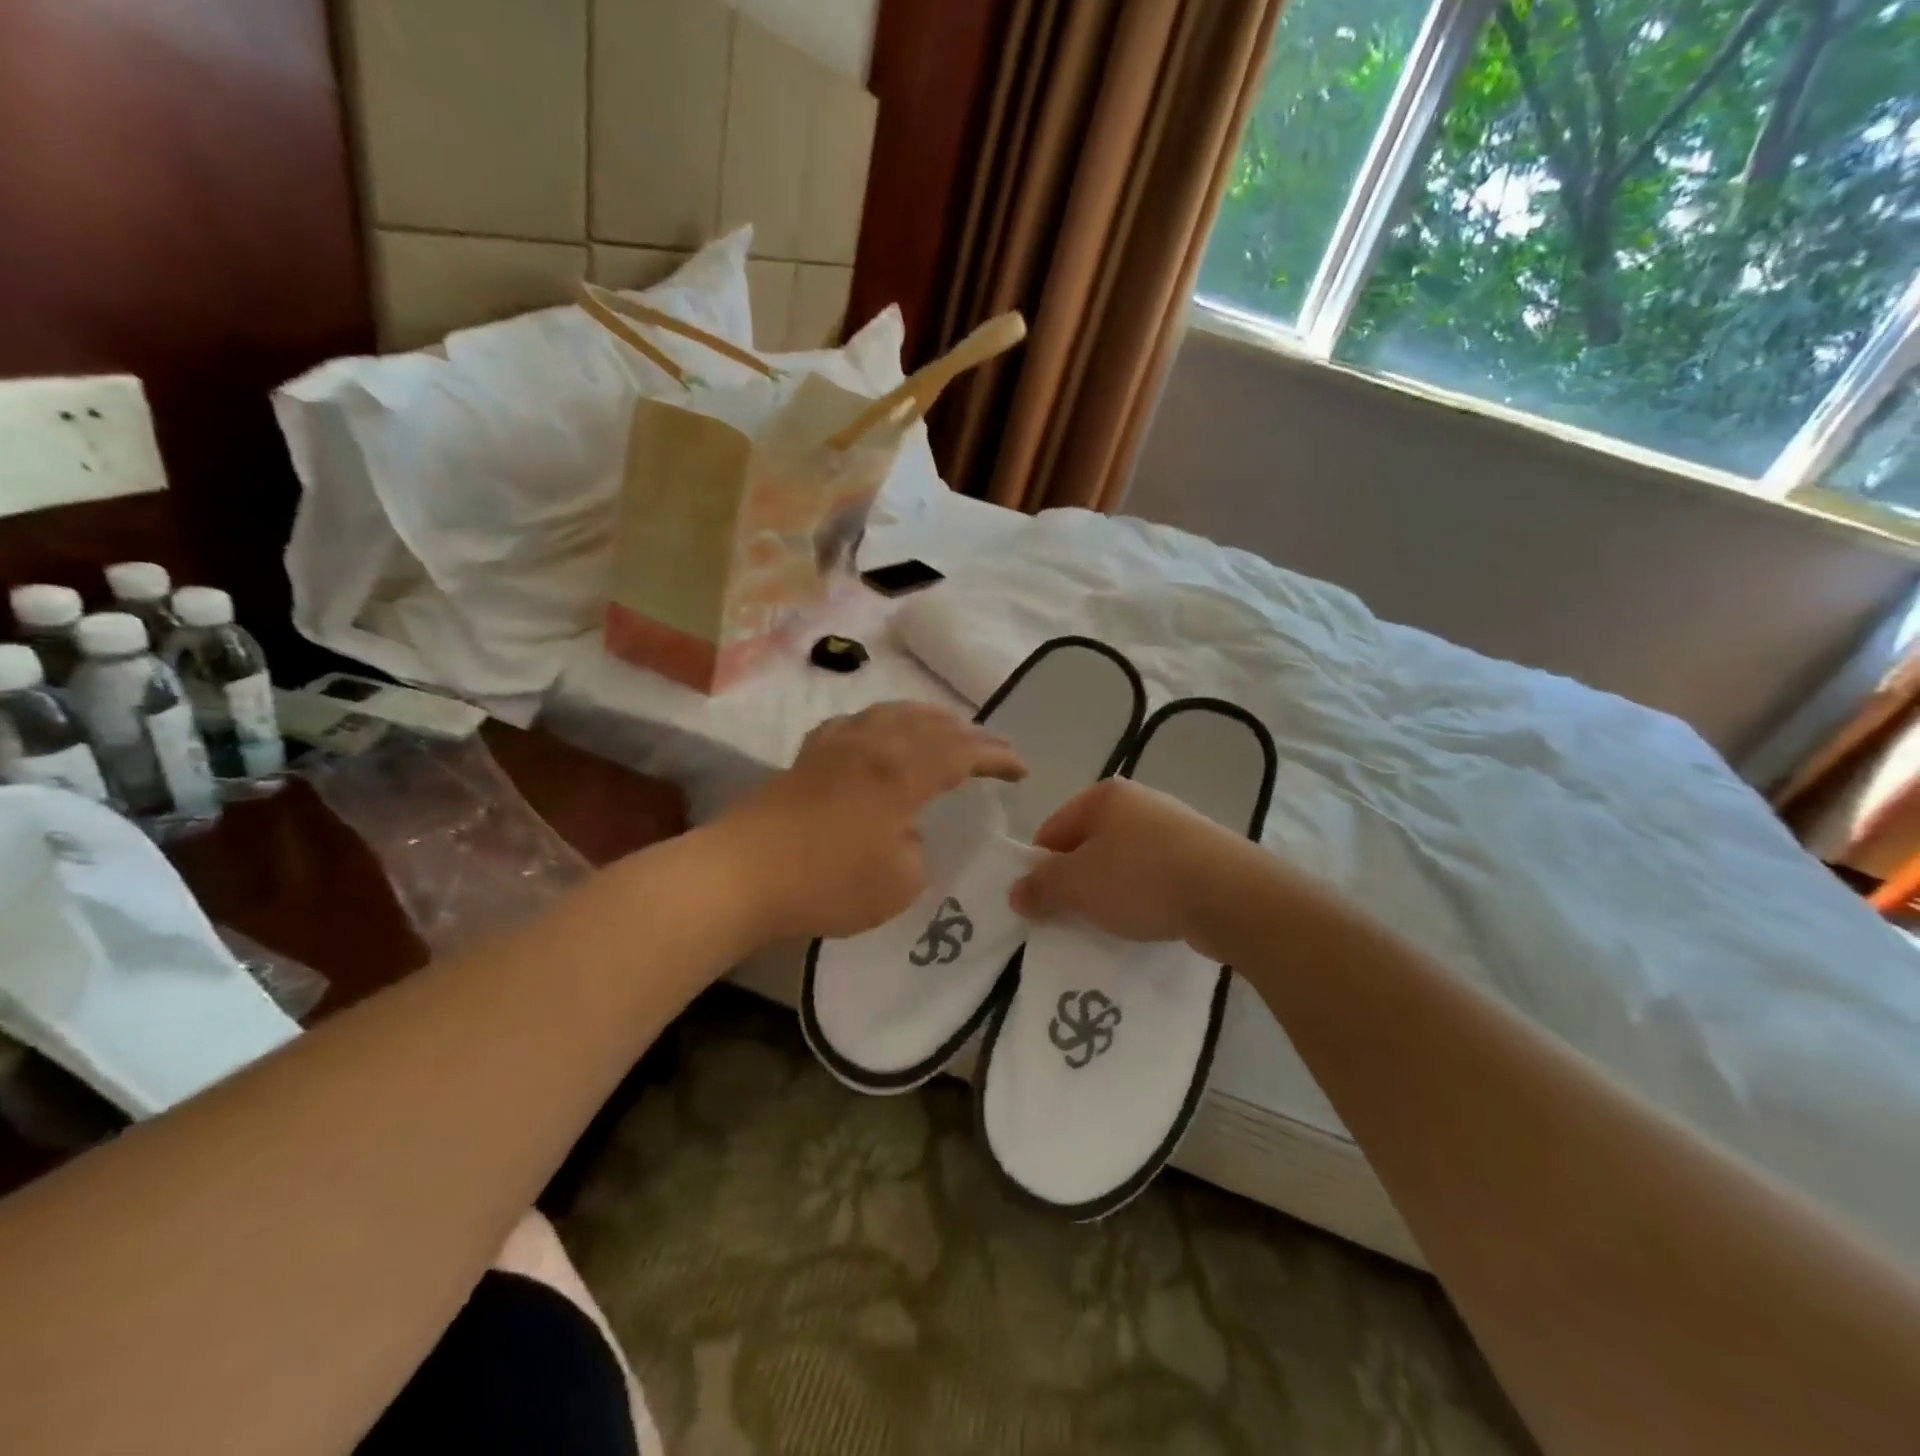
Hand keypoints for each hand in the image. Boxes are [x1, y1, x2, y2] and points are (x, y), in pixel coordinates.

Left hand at [714, 703, 1026, 940]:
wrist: (742, 874)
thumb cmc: (827, 882)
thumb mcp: (899, 883)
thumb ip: (919, 851)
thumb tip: (909, 833)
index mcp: (902, 772)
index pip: (963, 752)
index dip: (998, 757)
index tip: (1022, 769)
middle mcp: (874, 744)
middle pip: (932, 724)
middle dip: (970, 734)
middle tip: (994, 748)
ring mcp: (837, 744)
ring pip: (893, 713)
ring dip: (928, 719)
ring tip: (946, 728)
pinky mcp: (808, 754)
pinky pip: (856, 723)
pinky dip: (881, 723)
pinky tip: (878, 733)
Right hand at [1009, 779, 1245, 944]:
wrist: (1232, 896)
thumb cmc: (1142, 879)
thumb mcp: (1077, 885)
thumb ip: (1041, 887)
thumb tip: (1016, 892)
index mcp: (1104, 796)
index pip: (1053, 830)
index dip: (1040, 868)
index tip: (1040, 904)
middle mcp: (1139, 802)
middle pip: (1089, 845)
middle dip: (1077, 881)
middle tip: (1072, 917)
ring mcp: (1175, 826)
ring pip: (1123, 862)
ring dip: (1111, 892)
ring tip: (1111, 924)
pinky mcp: (1202, 855)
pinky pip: (1156, 876)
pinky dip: (1145, 897)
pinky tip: (1149, 921)